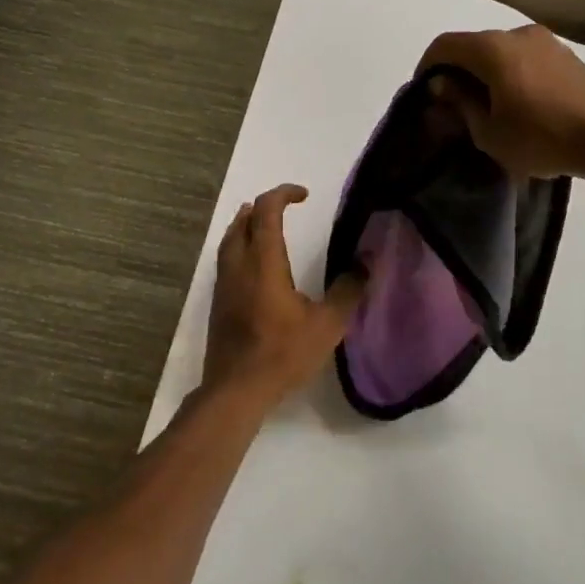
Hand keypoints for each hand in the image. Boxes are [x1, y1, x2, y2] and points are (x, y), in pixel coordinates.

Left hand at [201, 184, 365, 410]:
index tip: (304, 195)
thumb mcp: (327, 324)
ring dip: (247, 225)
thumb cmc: (283, 353)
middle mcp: (239, 265)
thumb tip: (366, 262)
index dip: (283, 194)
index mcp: (263, 262)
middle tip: (285, 207)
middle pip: (243, 220)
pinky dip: (239, 247)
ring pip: (230, 240)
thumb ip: (348, 290)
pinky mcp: (218, 302)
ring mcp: (224, 284)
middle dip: (263, 207)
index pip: (267, 211)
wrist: (236, 389)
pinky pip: (226, 260)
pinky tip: (254, 265)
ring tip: (263, 225)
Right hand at [417, 25, 584, 179]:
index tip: (424, 94)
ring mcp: (545, 41)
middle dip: (457, 71)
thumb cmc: (542, 138)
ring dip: (485, 73)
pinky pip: (524, 58)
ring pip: (500, 51)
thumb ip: (461, 103)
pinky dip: (509, 73)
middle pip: (473, 45)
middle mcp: (517, 34)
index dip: (426, 67)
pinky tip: (516, 103)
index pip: (444, 45)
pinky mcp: (565, 54)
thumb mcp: (489, 132)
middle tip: (453, 105)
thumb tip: (442, 85)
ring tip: (486, 107)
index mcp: (493, 49)